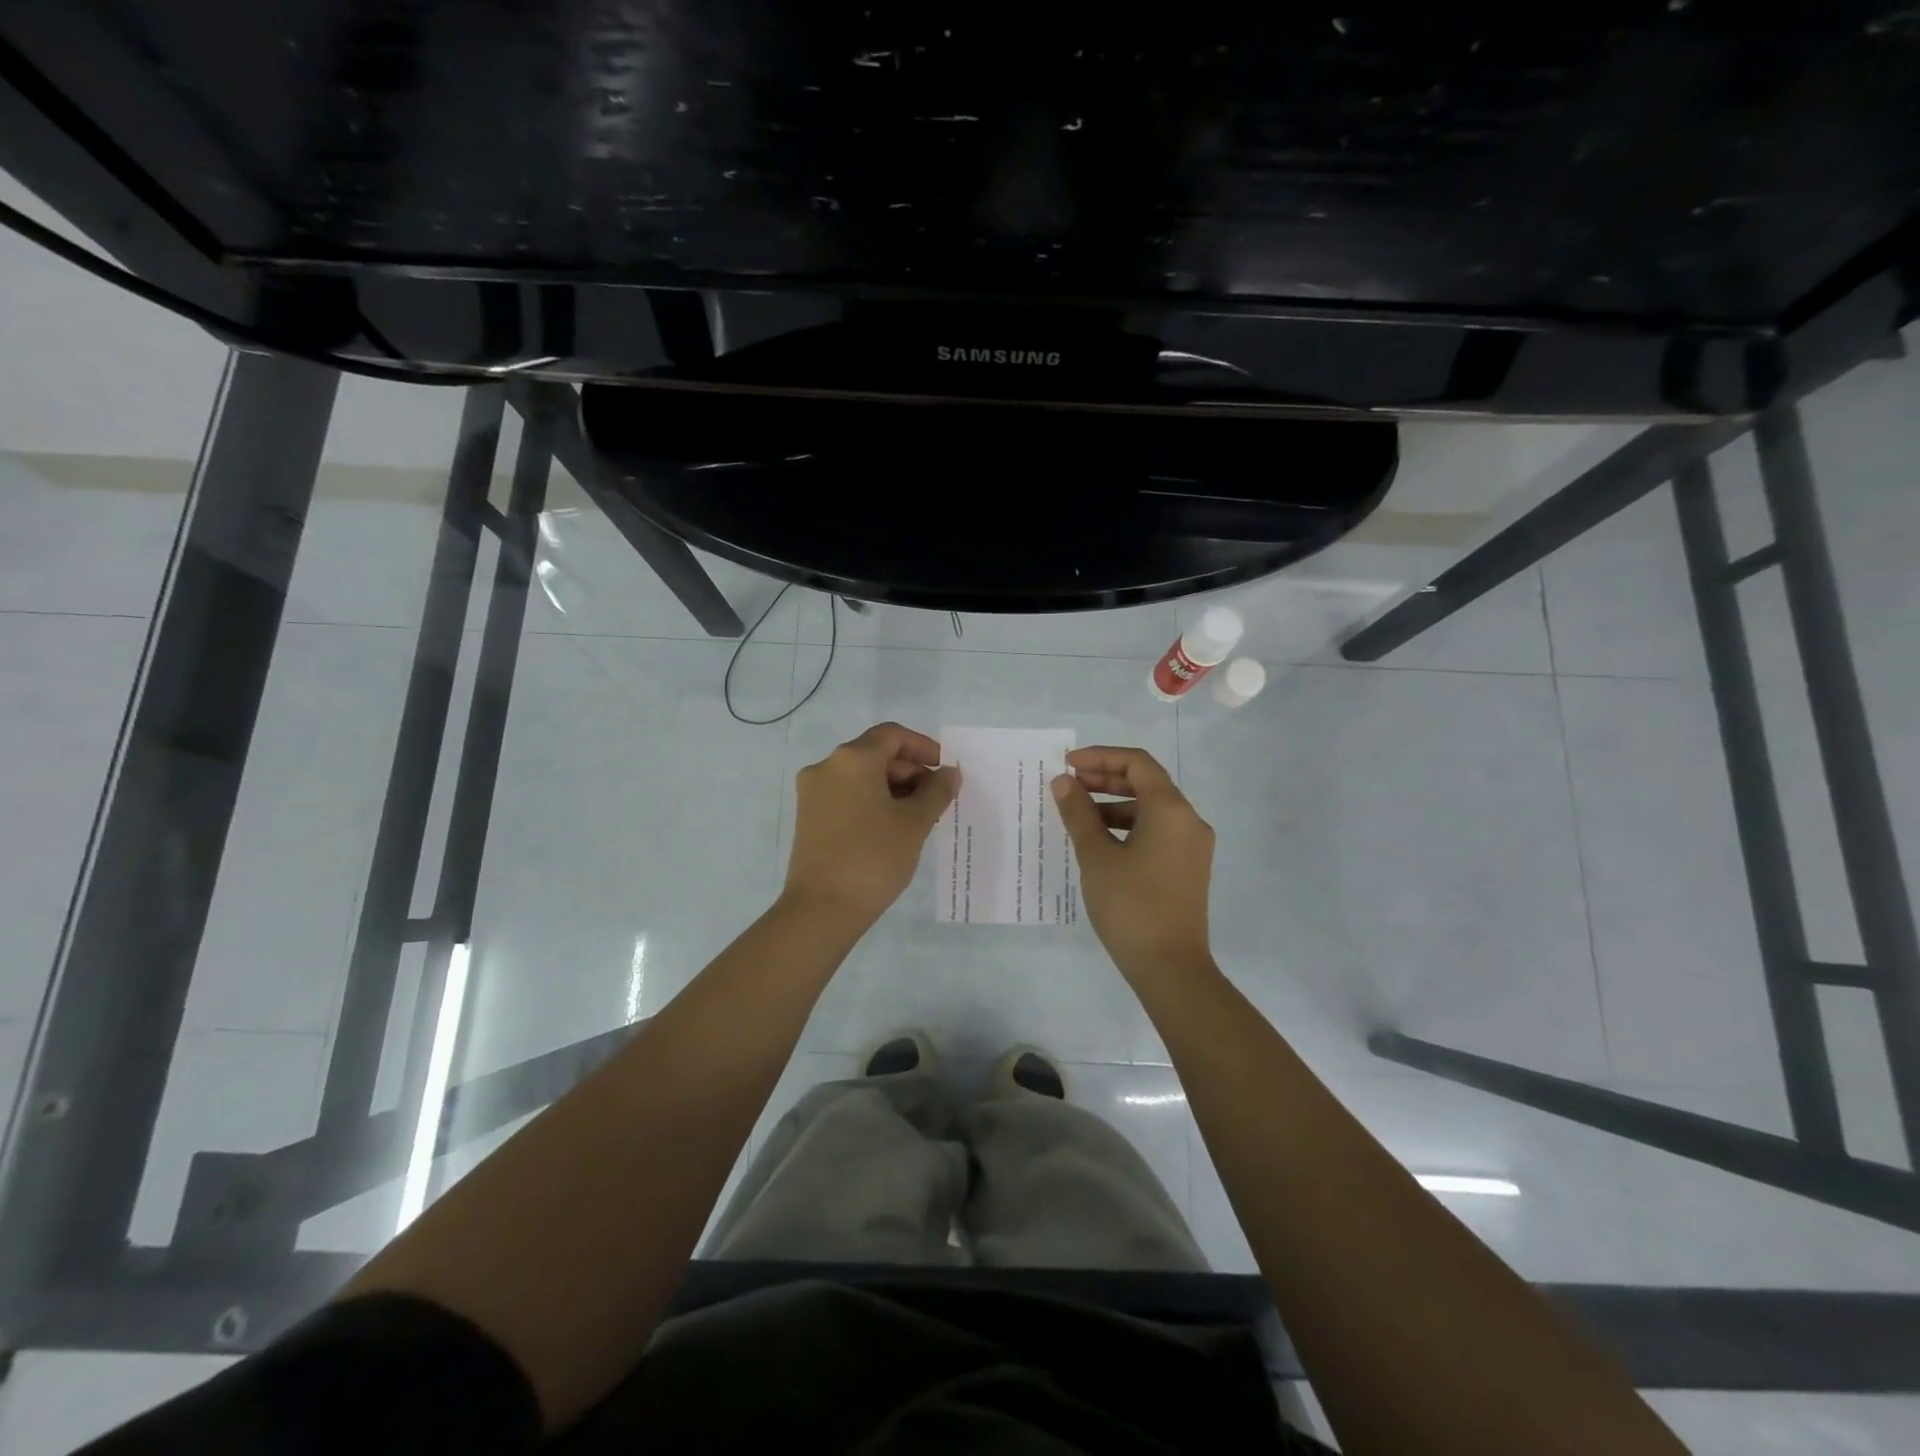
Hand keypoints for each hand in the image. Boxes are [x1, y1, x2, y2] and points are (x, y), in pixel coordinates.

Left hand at [783, 722, 960, 927]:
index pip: (892, 735)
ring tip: (918, 819)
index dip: (923, 747)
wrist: (821, 909)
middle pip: (876, 754)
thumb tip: (949, 773)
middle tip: (936, 801)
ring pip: (861, 777)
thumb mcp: (914, 823)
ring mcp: (813, 793)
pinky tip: (891, 830)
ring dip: (892, 789)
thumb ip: (937, 791)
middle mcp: (827, 767)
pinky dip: (872, 803)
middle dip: (910, 772)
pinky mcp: (808, 817)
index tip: (944, 772)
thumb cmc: (873, 857)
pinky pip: (846, 796)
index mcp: (852, 759)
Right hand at [1051, 745, 1215, 981]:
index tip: (1068, 764)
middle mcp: (1188, 821)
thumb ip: (1078, 813)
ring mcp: (1191, 846)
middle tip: (1068, 784)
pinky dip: (1127, 826)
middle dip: (1105, 779)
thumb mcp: (1096, 856)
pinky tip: (1099, 840)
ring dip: (1114, 804)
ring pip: (1150, 809)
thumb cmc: (1131, 905)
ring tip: (1077, 813)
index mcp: (1171, 810)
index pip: (1137, 764)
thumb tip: (1063, 782)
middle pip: (1146, 783)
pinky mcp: (1187, 867)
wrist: (1170, 968)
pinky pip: (1156, 831)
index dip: (1100, 757)